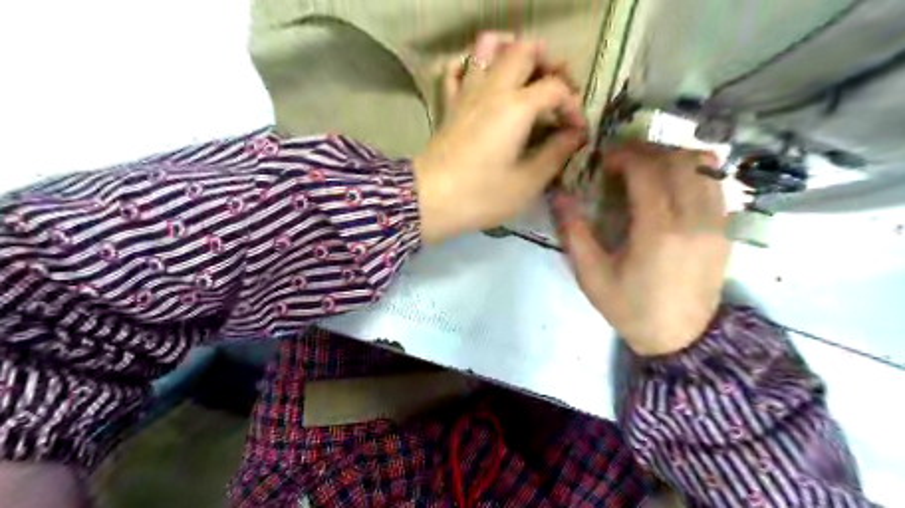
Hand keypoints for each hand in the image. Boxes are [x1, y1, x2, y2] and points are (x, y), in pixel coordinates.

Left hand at [415, 31, 587, 242]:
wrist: (428, 200)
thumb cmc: (481, 196)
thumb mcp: (527, 183)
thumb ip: (556, 154)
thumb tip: (574, 135)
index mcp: (516, 107)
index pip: (556, 88)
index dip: (573, 106)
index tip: (576, 131)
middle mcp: (492, 89)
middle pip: (524, 50)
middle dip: (548, 63)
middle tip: (556, 90)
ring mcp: (466, 92)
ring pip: (486, 47)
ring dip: (511, 51)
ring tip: (524, 74)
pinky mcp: (448, 104)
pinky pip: (455, 69)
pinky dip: (469, 65)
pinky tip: (481, 79)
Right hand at [552, 141, 733, 355]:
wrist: (680, 338)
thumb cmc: (630, 308)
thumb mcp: (592, 276)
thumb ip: (574, 232)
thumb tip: (558, 195)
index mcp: (658, 232)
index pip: (647, 171)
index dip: (624, 155)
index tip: (604, 159)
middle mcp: (694, 220)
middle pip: (677, 160)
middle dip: (646, 150)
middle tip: (622, 159)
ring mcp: (716, 223)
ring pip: (703, 166)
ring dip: (672, 157)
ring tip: (647, 168)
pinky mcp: (725, 229)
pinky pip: (715, 184)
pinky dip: (691, 172)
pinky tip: (670, 186)